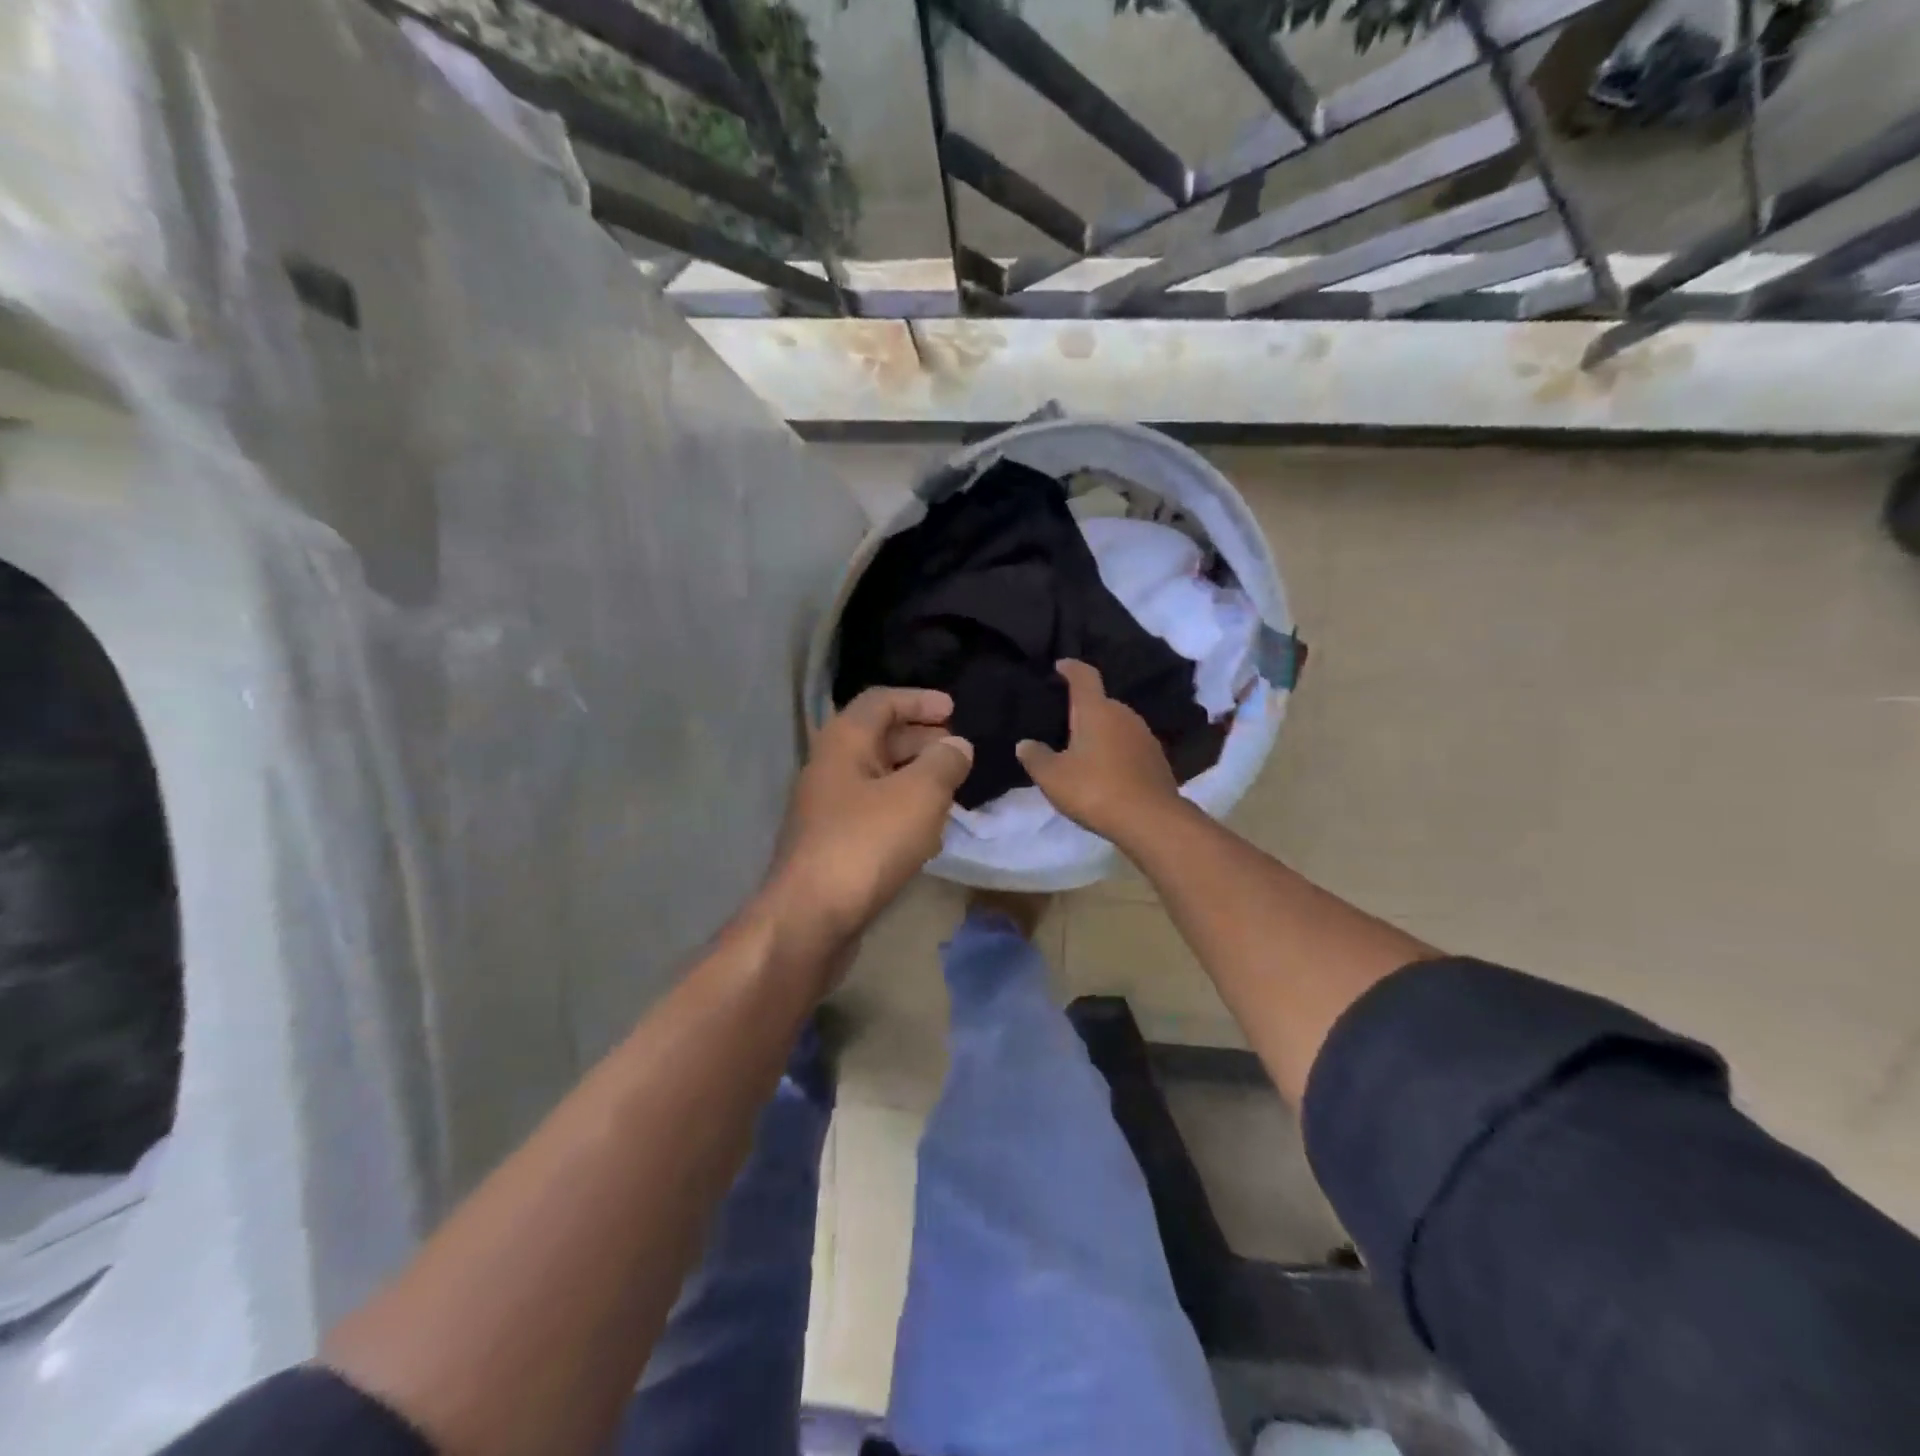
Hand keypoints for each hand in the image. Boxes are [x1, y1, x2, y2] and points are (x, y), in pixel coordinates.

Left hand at [769, 687, 972, 944]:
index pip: (881, 701)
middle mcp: (830, 767)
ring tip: (953, 787)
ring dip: (916, 776)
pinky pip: (874, 810)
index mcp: (844, 742)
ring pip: (878, 777)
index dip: (920, 700)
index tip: (955, 710)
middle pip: (879, 737)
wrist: (811, 918)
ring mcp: (829, 807)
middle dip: (922, 738)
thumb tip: (957, 745)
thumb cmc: (866, 843)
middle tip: (959, 750)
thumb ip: (944, 763)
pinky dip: (904, 808)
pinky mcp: (834, 842)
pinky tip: (929, 830)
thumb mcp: (919, 795)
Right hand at [1015, 659, 1180, 842]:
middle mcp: (1124, 714)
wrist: (1150, 820)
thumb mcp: (1053, 777)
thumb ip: (1035, 757)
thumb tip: (1025, 744)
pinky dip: (1116, 751)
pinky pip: (1130, 745)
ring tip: (1083, 750)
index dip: (1071, 668)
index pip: (1084, 676)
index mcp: (1096, 710)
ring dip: (1101, 732)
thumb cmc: (1095, 790)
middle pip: (1101, 702)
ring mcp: (1145, 735)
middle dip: (1083, 708)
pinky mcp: (1157, 759)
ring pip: (1117, 724)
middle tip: (1063, 723)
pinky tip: (1106, 770)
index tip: (1060, 666)